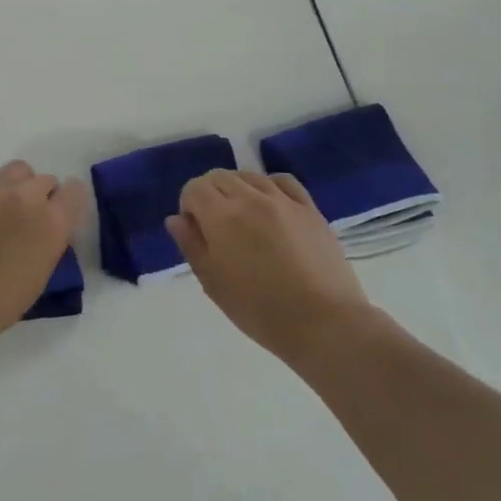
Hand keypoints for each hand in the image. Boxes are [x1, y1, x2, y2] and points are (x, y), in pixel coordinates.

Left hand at [0, 160, 88, 356]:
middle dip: (41, 196)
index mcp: (52, 224)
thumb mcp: (37, 279)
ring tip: (2, 206)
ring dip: (17, 184)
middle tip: (25, 219)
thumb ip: (47, 244)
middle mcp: (27, 197)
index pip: (75, 192)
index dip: (68, 202)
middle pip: (45, 180)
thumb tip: (44, 229)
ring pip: (18, 169)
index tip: (59, 215)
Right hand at [168, 170, 372, 365]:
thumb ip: (191, 245)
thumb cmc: (260, 310)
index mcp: (221, 216)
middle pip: (219, 176)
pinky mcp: (310, 208)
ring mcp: (283, 200)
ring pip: (249, 176)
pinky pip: (283, 181)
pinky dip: (269, 186)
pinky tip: (270, 205)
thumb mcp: (213, 283)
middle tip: (216, 227)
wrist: (324, 324)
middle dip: (210, 194)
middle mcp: (250, 198)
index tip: (195, 230)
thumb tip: (176, 219)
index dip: (188, 205)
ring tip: (244, 219)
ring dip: (238, 189)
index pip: (194, 188)